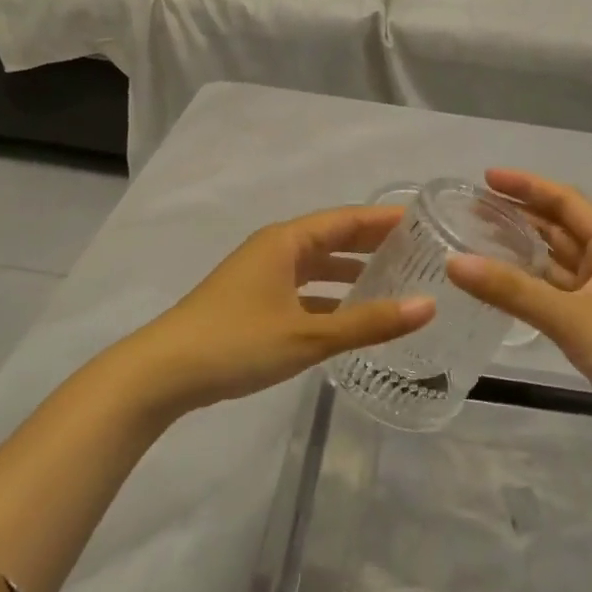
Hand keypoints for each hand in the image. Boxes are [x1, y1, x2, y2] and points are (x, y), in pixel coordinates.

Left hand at [126, 204, 435, 417]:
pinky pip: (302, 289)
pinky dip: (328, 297)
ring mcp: (260, 275)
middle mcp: (274, 249)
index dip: (385, 220)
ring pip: (317, 266)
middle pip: (333, 238)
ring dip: (351, 272)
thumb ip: (369, 322)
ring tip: (394, 282)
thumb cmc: (237, 341)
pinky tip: (350, 316)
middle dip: (372, 244)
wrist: (163, 373)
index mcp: (287, 241)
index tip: (424, 222)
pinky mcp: (252, 301)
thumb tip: (428, 306)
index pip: (347, 219)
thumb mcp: (309, 334)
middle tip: (419, 253)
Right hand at [448, 170, 591, 465]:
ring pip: (556, 265)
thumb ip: (511, 290)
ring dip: (522, 253)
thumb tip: (453, 262)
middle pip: (559, 229)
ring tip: (476, 244)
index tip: (486, 178)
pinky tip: (501, 290)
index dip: (526, 186)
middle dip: (518, 217)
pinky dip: (529, 289)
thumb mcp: (571, 316)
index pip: (564, 201)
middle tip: (470, 211)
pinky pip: (556, 297)